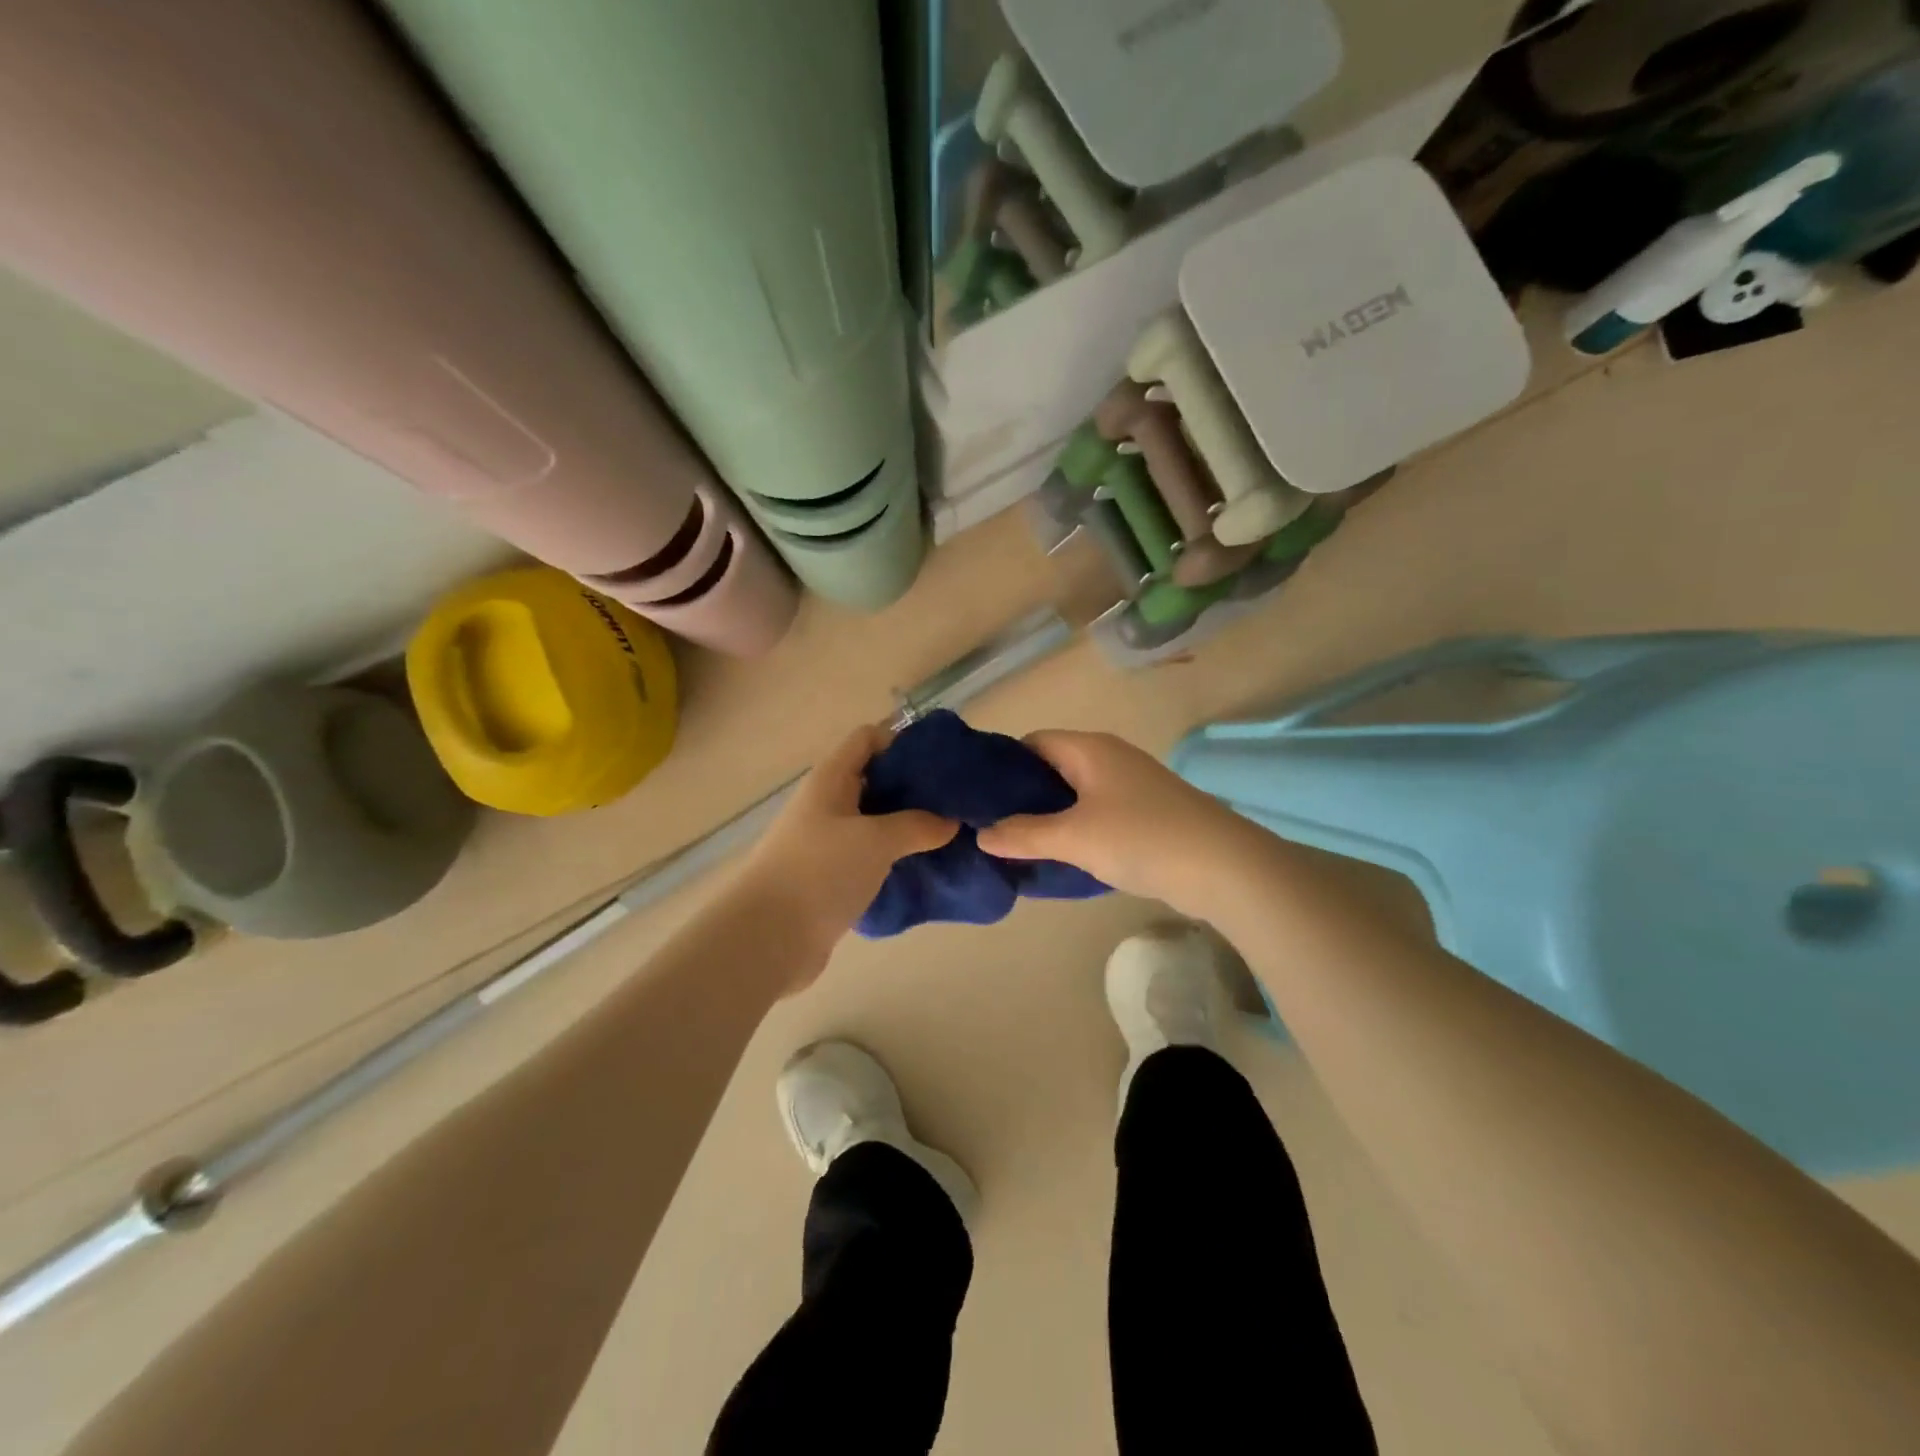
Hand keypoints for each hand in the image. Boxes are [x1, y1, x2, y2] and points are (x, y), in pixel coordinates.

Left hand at [736, 723, 956, 980]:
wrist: (767, 939)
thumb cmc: (820, 872)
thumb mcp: (876, 841)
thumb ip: (917, 825)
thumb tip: (951, 821)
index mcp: (830, 779)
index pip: (868, 739)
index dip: (904, 741)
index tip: (943, 761)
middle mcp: (826, 803)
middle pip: (874, 780)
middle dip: (914, 788)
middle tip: (956, 802)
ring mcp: (825, 841)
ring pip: (874, 821)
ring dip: (906, 826)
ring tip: (948, 835)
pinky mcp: (829, 877)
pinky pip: (868, 856)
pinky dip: (893, 857)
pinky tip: (922, 868)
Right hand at [976, 729, 1251, 913]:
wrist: (1223, 867)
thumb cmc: (1141, 838)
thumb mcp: (1073, 837)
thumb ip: (1023, 834)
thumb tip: (981, 835)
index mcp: (1090, 748)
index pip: (1032, 742)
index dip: (1002, 765)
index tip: (977, 796)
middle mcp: (1109, 757)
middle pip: (1052, 767)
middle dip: (1022, 795)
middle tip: (992, 826)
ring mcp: (1131, 785)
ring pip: (1075, 793)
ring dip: (1049, 816)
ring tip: (1019, 844)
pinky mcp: (1146, 812)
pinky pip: (1097, 812)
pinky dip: (1075, 829)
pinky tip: (1061, 855)